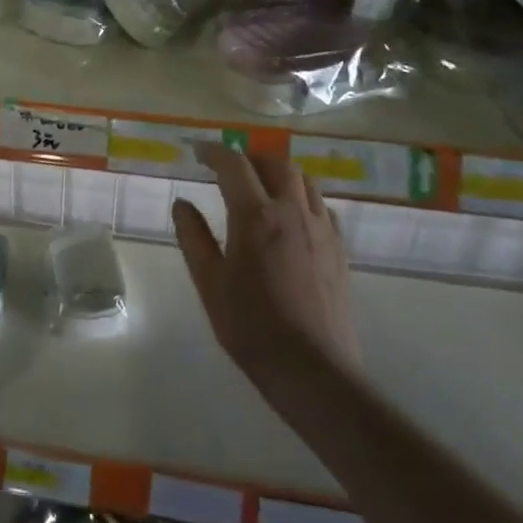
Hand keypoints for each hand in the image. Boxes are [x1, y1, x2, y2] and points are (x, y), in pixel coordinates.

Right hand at [173, 146, 360, 388]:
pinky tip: (291, 217)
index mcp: (255, 216)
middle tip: (228, 168)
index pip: (233, 164)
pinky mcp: (339, 249)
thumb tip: (182, 203)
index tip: (197, 152)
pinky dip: (302, 198)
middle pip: (274, 163)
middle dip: (248, 157)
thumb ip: (193, 237)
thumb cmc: (251, 326)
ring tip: (260, 186)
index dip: (213, 151)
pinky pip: (322, 206)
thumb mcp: (209, 282)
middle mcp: (292, 211)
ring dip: (278, 173)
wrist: (313, 370)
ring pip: (304, 180)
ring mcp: (322, 229)